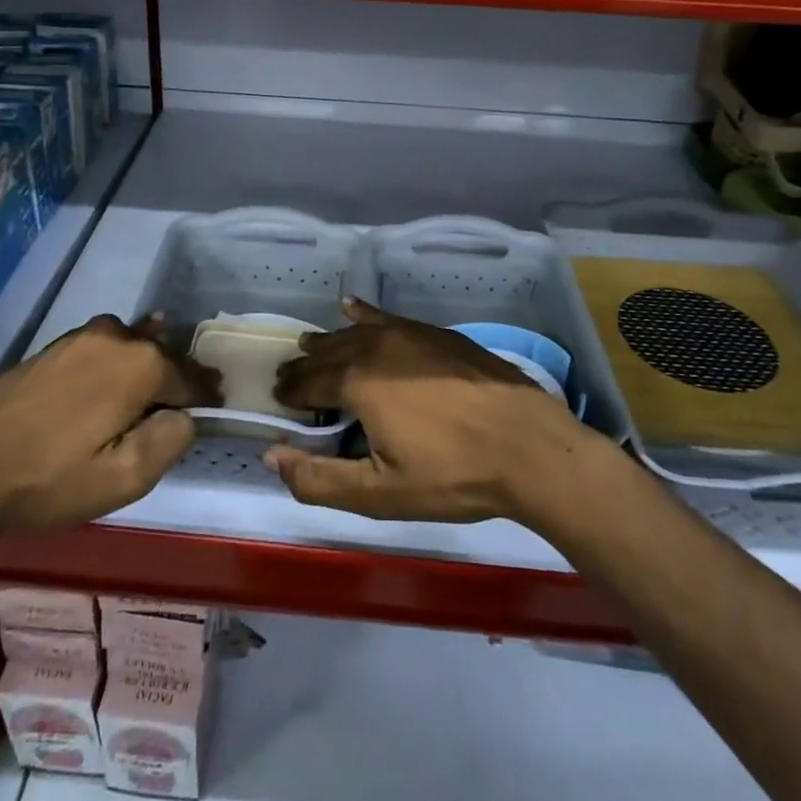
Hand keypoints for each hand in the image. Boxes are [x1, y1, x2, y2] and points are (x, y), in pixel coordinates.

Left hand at [0, 315, 218, 541]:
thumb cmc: (49, 479)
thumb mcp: (124, 479)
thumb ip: (171, 440)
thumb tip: (184, 416)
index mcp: (141, 364)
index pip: (190, 377)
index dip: (205, 394)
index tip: (217, 405)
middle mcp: (116, 337)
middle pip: (162, 355)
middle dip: (176, 377)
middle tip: (187, 403)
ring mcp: (81, 337)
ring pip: (130, 348)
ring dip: (145, 367)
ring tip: (152, 390)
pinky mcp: (53, 346)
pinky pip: (102, 350)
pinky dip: (115, 363)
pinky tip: (111, 379)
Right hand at [265, 299, 616, 525]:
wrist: (528, 445)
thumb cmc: (453, 474)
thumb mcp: (381, 493)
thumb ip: (319, 479)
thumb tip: (272, 456)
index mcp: (358, 383)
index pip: (308, 382)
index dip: (290, 392)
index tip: (277, 400)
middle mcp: (376, 347)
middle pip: (328, 353)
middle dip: (304, 367)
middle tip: (288, 379)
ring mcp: (409, 334)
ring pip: (355, 333)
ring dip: (329, 342)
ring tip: (311, 346)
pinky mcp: (436, 333)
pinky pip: (387, 317)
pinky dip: (364, 314)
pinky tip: (352, 307)